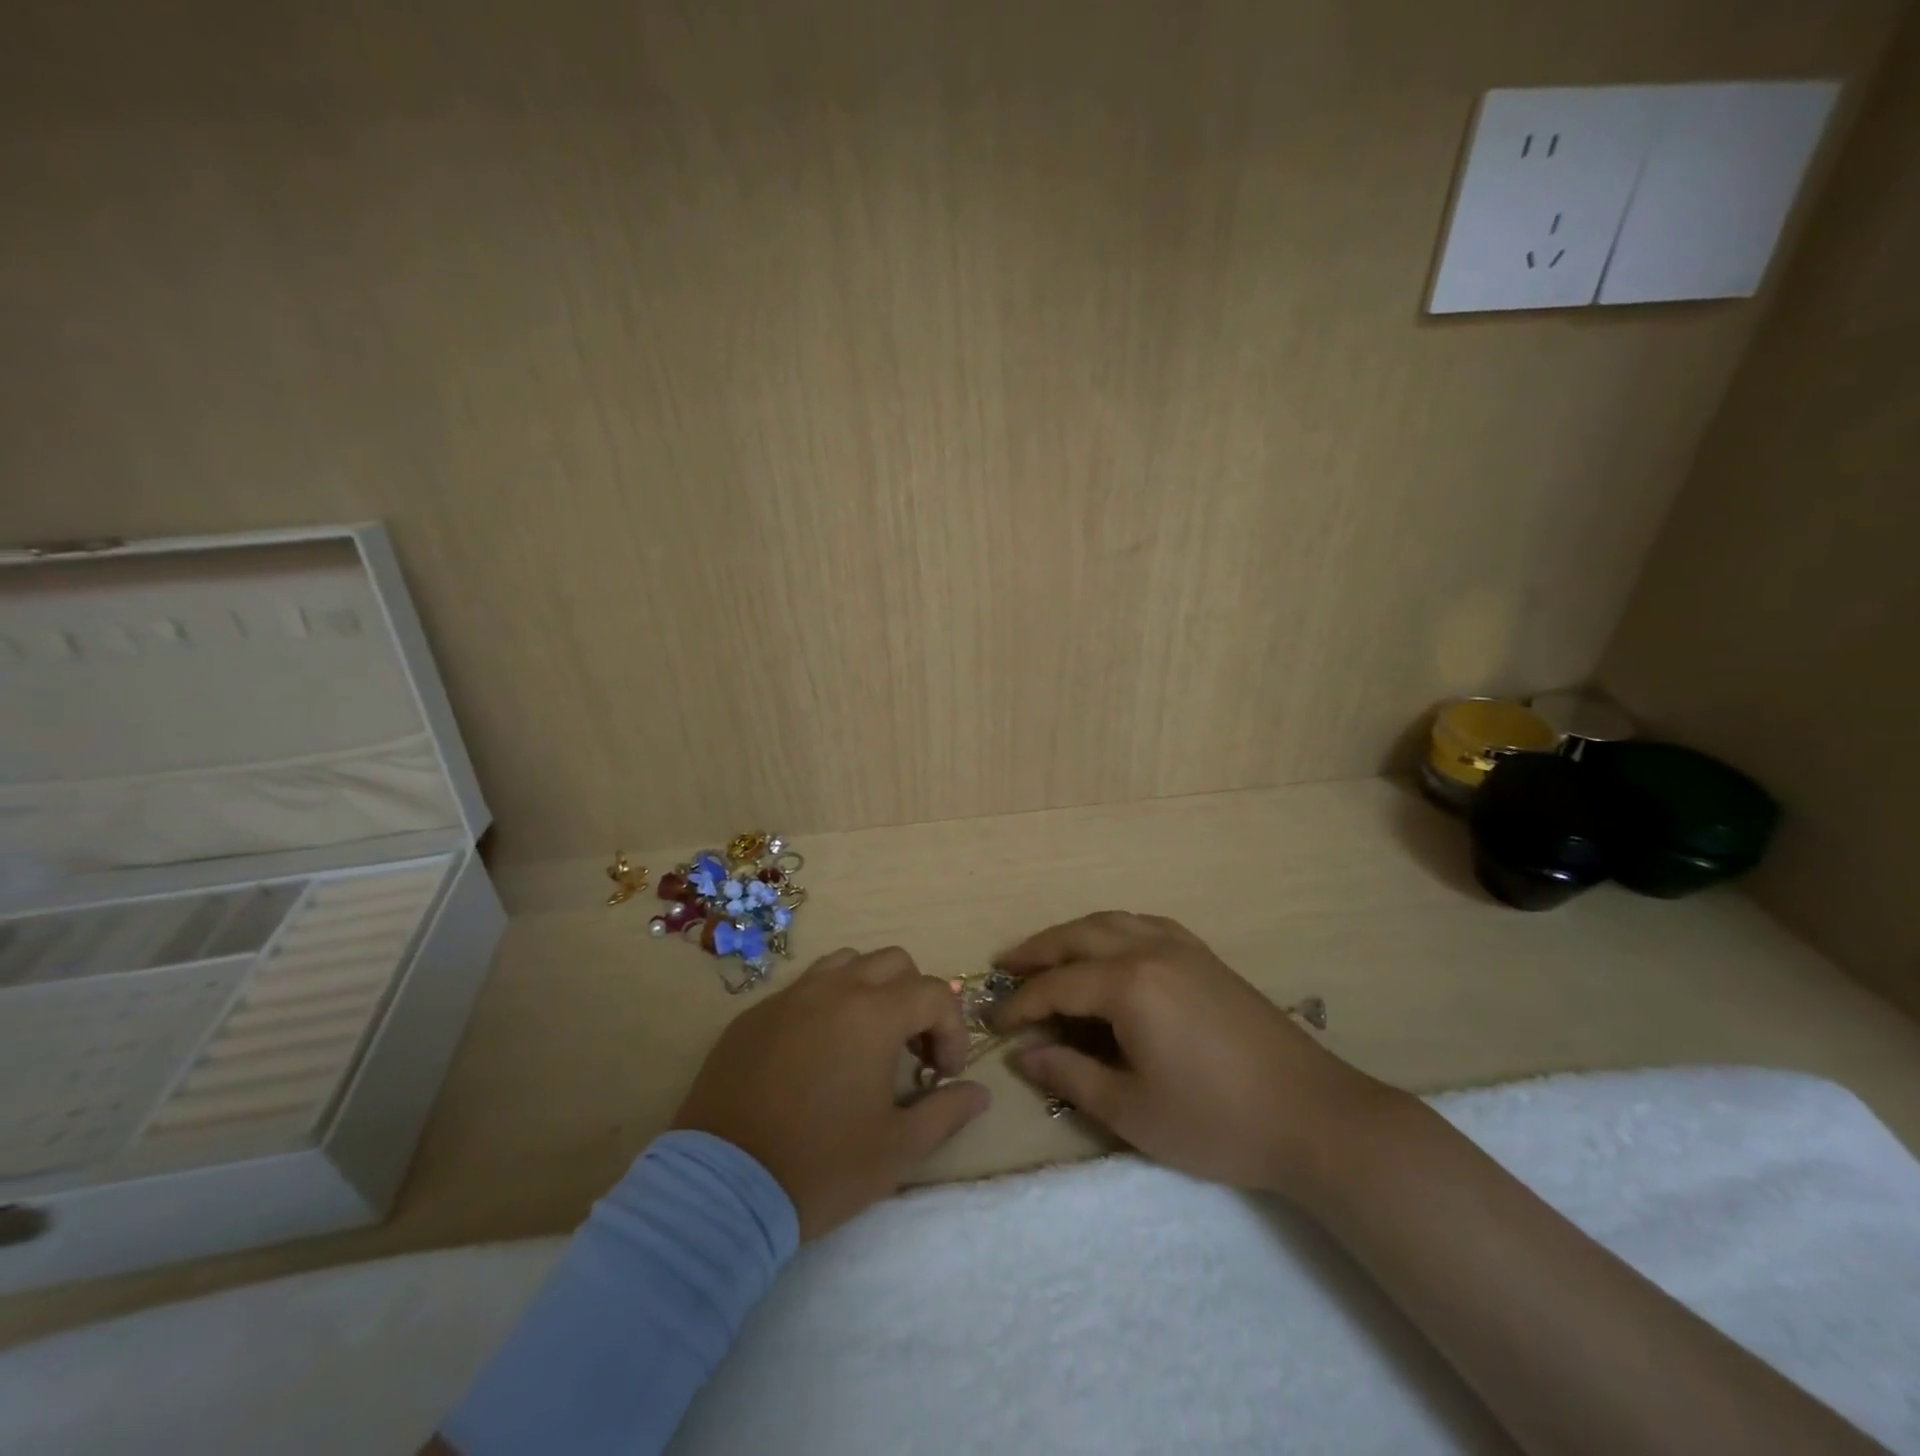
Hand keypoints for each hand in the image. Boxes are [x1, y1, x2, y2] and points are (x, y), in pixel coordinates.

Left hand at [673, 946, 990, 1239]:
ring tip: (866, 1040)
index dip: (952, 1030)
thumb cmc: (820, 1167)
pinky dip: (826, 1005)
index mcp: (873, 1014)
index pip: (934, 993)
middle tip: (911, 1050)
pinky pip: (803, 988)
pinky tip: (817, 1054)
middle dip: (915, 999)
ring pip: (846, 964)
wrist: (720, 1188)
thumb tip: (979, 1092)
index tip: (944, 1075)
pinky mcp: (753, 1015)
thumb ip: (946, 1113)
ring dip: (870, 990)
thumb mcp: (897, 1150)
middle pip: (893, 963)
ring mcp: (788, 997)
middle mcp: (833, 989)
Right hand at [995, 912, 1393, 1197]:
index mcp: (1129, 984)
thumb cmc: (1216, 1121)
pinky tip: (1111, 947)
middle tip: (1006, 967)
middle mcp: (1150, 949)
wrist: (1313, 1115)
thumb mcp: (1132, 1110)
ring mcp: (1182, 947)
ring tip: (1048, 952)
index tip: (994, 1023)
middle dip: (1037, 951)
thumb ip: (1071, 1075)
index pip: (1056, 985)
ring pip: (1112, 922)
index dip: (1020, 1003)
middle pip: (1078, 937)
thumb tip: (1024, 1054)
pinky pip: (1145, 925)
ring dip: (1073, 934)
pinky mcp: (1206, 957)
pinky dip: (1113, 929)